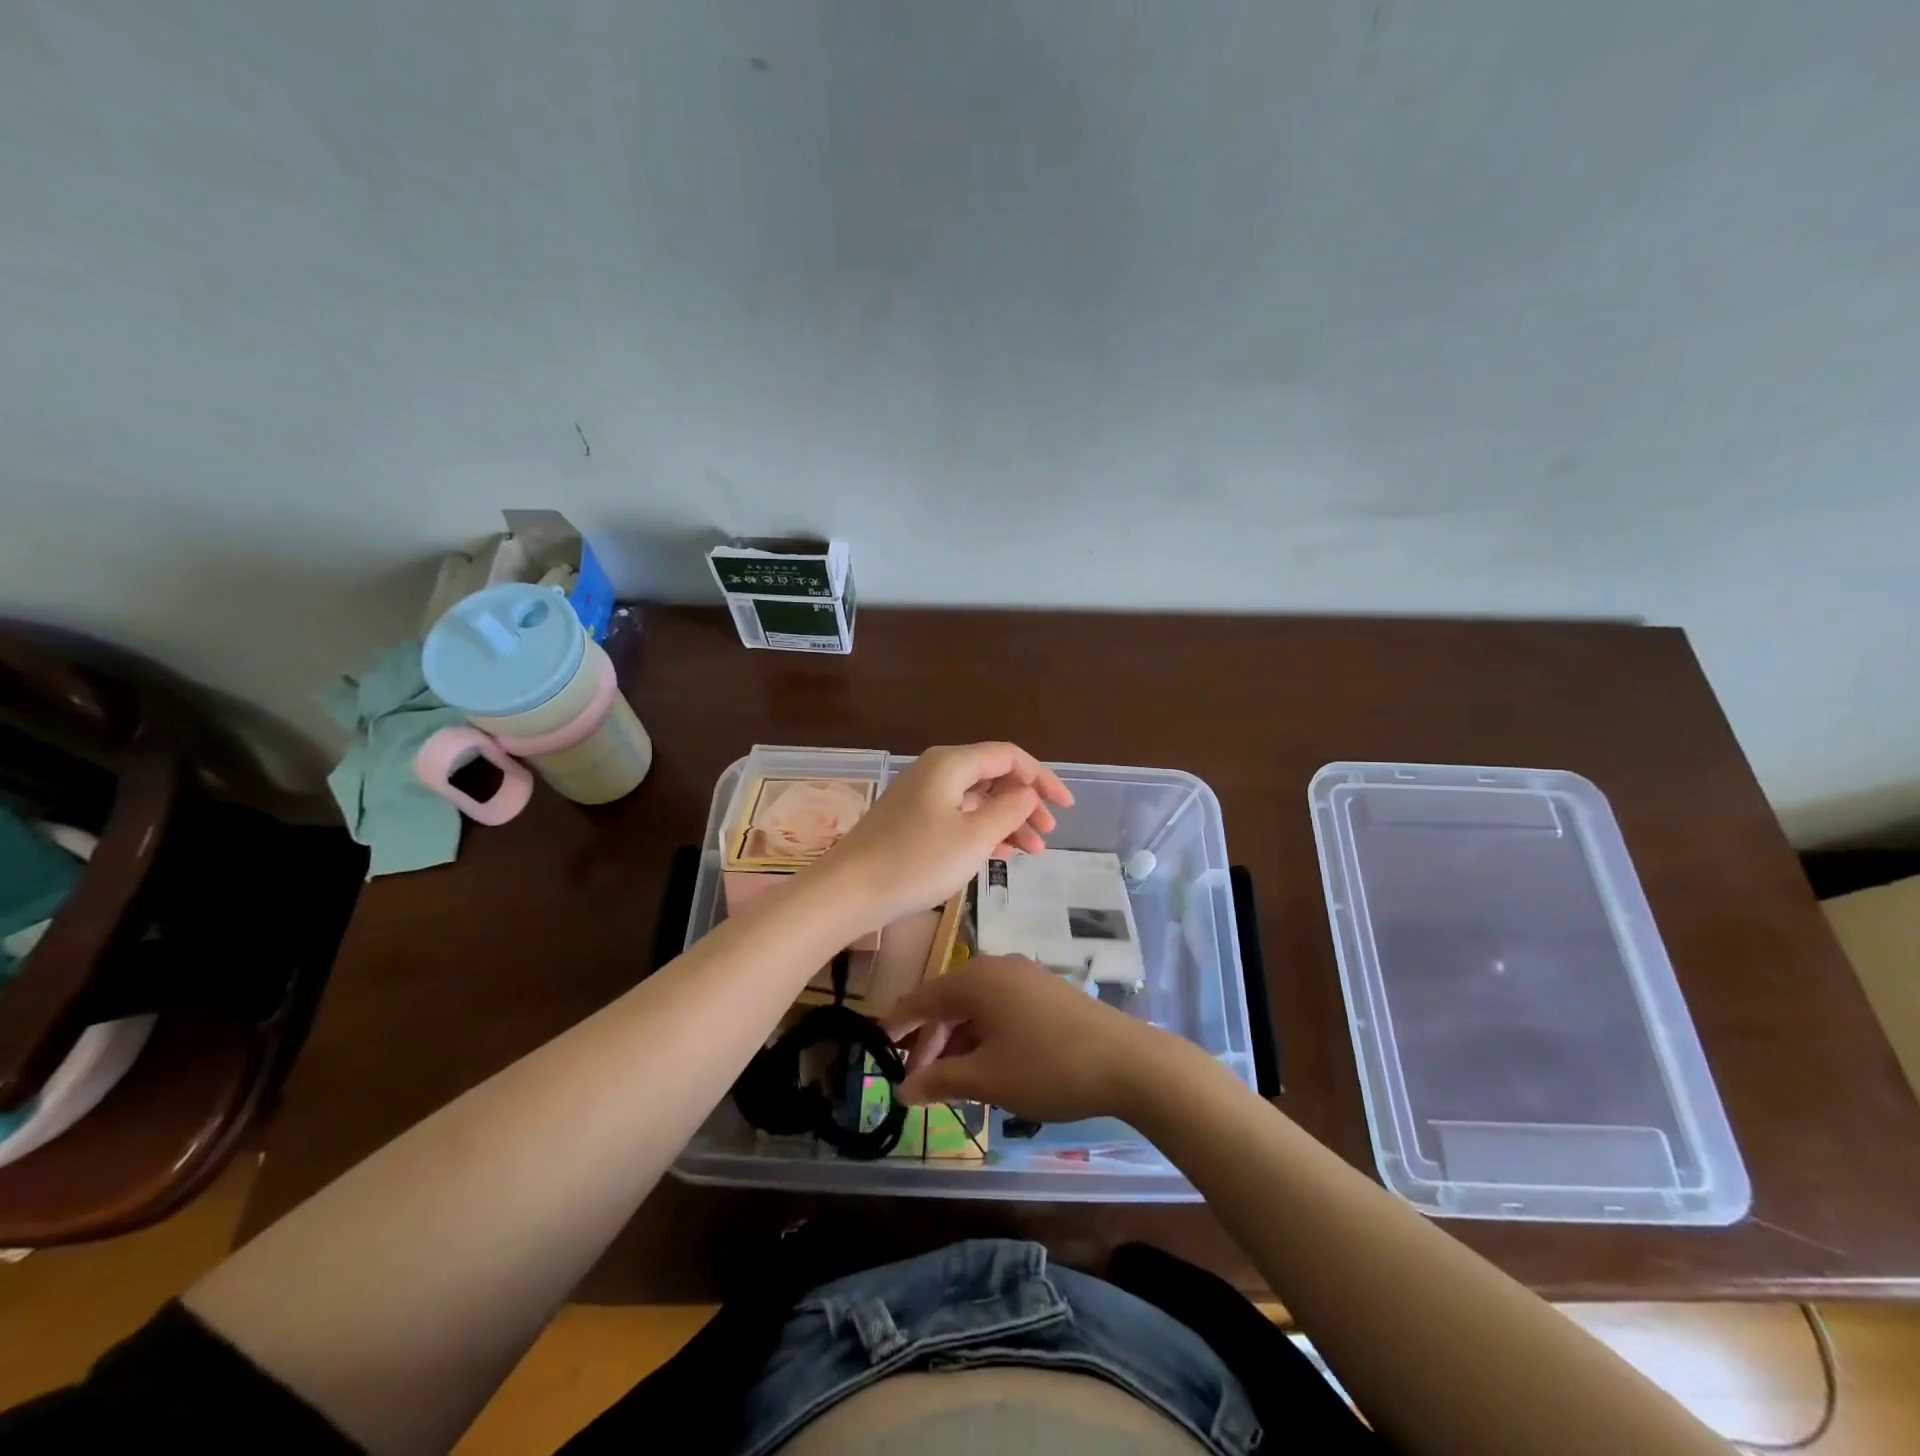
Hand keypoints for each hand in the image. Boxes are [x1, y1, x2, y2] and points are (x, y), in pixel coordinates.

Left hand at [816, 742, 1073, 927]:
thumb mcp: (974, 836)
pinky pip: (959, 816)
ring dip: (1007, 821)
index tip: (1066, 807)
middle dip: (1025, 802)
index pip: (1008, 756)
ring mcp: (922, 797)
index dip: (1042, 777)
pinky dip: (983, 831)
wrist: (850, 890)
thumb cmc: (917, 861)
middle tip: (1048, 833)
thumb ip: (1009, 809)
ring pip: (977, 800)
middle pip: (993, 776)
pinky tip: (1002, 854)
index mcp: (951, 764)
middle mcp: (937, 772)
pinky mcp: (913, 821)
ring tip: (1032, 851)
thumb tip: (1027, 793)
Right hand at [882, 955, 1173, 1121]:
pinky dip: (984, 1034)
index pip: (923, 997)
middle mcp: (998, 968)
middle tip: (915, 1079)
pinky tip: (986, 1065)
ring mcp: (1026, 977)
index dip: (899, 1023)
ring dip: (958, 1040)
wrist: (1127, 1061)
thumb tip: (903, 1090)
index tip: (878, 1044)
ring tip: (949, 1080)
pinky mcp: (1047, 991)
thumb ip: (940, 1080)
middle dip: (929, 1039)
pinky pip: (1001, 1008)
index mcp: (976, 980)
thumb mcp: (987, 1079)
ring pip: (977, 1006)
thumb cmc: (1047, 1067)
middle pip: (949, 1001)